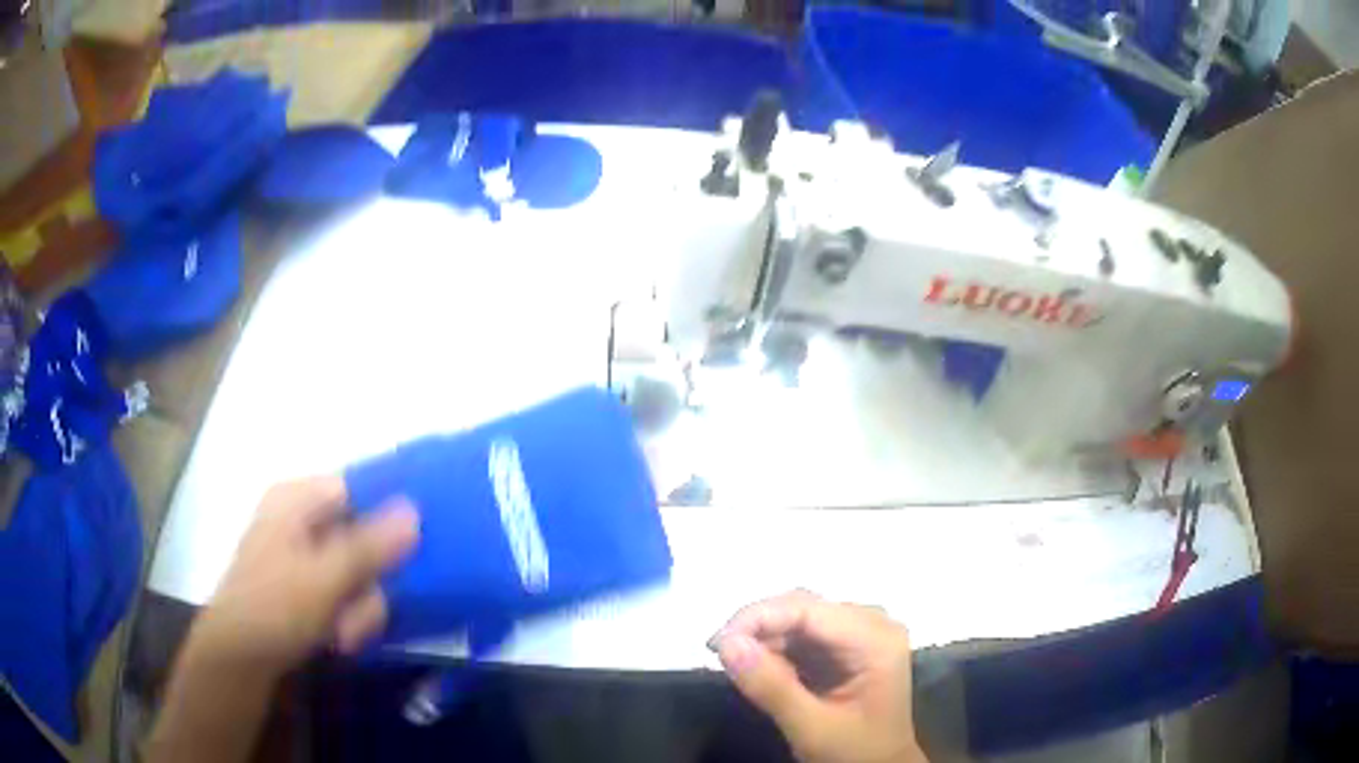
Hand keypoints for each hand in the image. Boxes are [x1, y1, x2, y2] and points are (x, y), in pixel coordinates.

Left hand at [184, 476, 419, 675]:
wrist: (240, 659)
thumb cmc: (275, 608)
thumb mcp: (325, 578)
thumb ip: (370, 546)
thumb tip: (415, 509)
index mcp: (297, 500)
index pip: (358, 488)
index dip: (390, 513)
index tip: (418, 546)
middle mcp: (301, 521)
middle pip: (363, 537)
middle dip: (369, 583)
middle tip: (360, 611)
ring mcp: (303, 556)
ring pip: (359, 574)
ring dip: (360, 609)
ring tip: (343, 633)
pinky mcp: (306, 588)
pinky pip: (346, 594)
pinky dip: (348, 617)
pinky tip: (338, 638)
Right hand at [711, 590, 924, 762]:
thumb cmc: (855, 752)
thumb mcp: (811, 727)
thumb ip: (771, 687)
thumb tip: (726, 644)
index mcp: (876, 640)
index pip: (809, 609)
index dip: (758, 617)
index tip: (715, 643)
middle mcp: (874, 623)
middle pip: (805, 607)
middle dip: (758, 626)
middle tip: (718, 654)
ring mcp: (863, 632)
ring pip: (801, 616)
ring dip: (764, 636)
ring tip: (735, 663)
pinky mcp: (850, 644)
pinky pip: (805, 632)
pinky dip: (777, 647)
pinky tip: (760, 666)